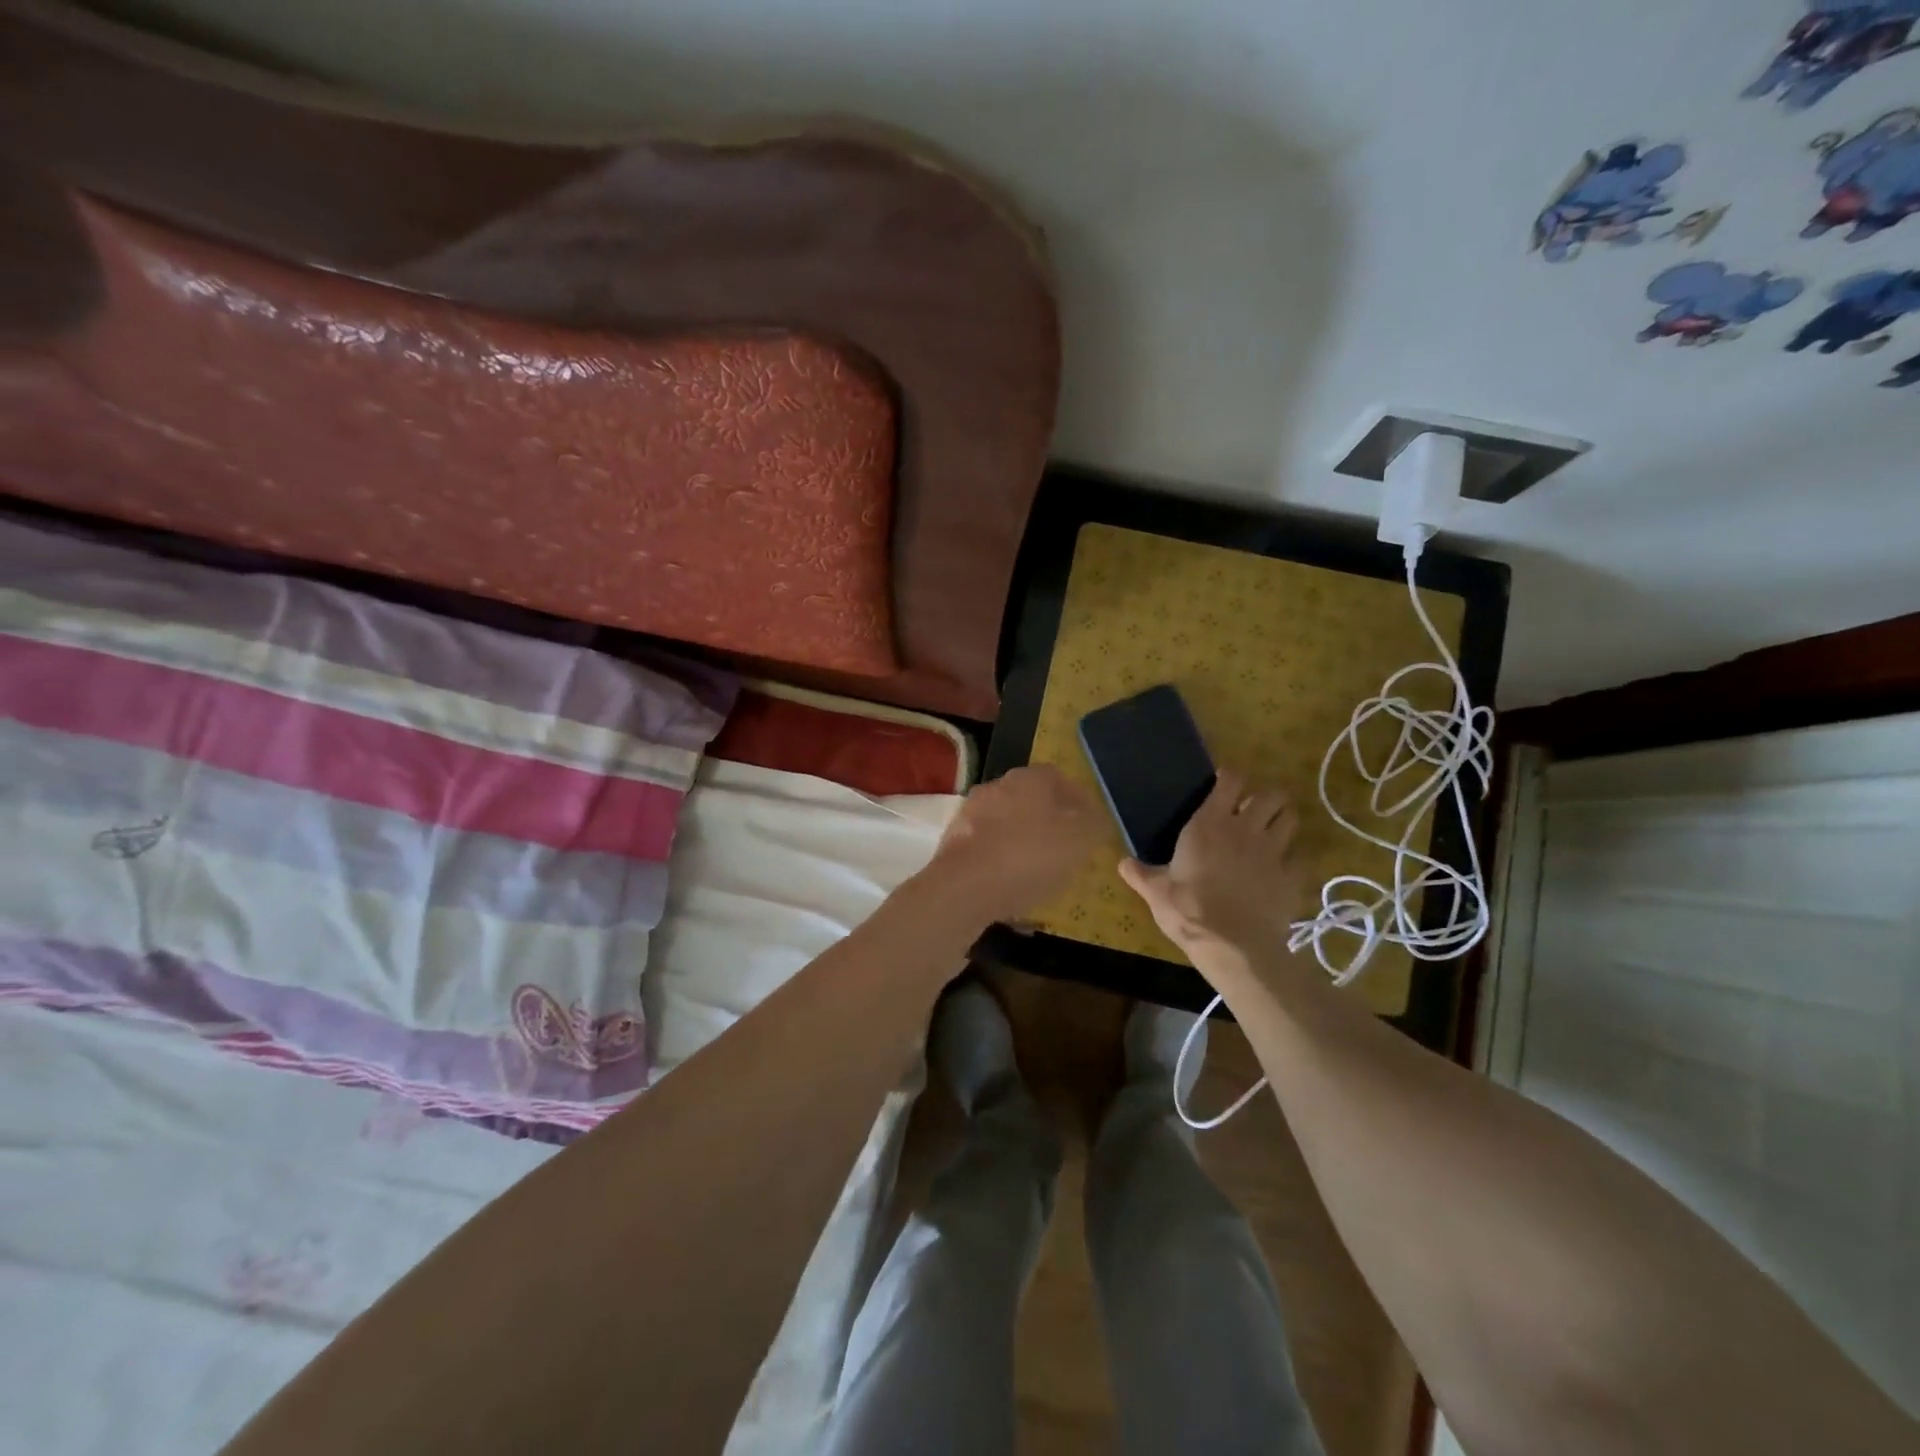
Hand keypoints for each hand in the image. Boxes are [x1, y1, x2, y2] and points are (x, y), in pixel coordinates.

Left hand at [924, 765, 1102, 924]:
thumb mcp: (1079, 841)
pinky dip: (1001, 862)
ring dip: (1024, 842)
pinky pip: (988, 848)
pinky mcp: (953, 842)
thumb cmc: (1029, 856)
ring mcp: (970, 813)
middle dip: (1049, 821)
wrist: (964, 887)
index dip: (1077, 800)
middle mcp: (996, 787)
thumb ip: (1094, 825)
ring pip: (1007, 824)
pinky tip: (1013, 888)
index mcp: (1028, 779)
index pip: (1058, 778)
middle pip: (1030, 799)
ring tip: (1041, 873)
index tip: (1090, 824)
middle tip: (1067, 848)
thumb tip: (1097, 818)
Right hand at [1118, 771, 1306, 955]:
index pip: (1230, 780)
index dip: (1228, 778)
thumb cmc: (1189, 910)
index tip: (1223, 784)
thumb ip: (1140, 873)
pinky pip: (1299, 858)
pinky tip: (1280, 870)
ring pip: (1291, 819)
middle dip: (1264, 797)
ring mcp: (1274, 852)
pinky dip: (1292, 859)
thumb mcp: (1156, 892)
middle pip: (1270, 794)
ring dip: (1282, 820)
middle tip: (1252, 810)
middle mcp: (1246, 829)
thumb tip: (1122, 863)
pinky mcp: (1292, 877)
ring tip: (1271, 831)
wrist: (1233, 946)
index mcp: (1210, 824)